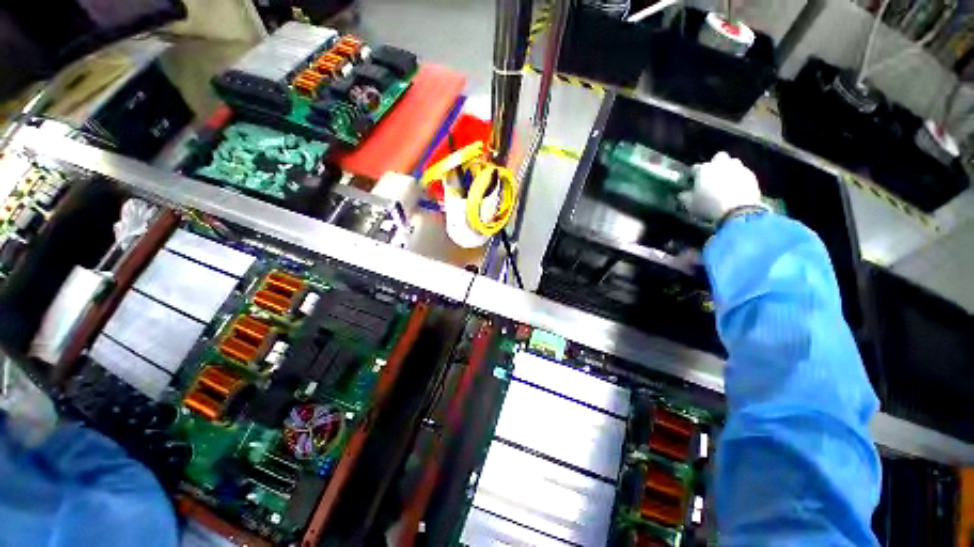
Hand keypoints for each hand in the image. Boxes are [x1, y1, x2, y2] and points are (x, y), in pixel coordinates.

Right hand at [680, 152, 764, 221]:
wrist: (738, 210)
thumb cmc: (709, 206)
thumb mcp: (690, 205)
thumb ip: (685, 197)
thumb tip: (683, 194)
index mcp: (704, 170)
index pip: (696, 167)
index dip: (694, 174)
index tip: (693, 181)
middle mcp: (721, 164)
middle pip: (718, 157)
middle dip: (715, 164)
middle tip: (713, 176)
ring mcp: (738, 168)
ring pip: (733, 163)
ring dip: (729, 169)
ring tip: (726, 181)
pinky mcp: (751, 175)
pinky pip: (743, 173)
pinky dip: (739, 178)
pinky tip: (737, 188)